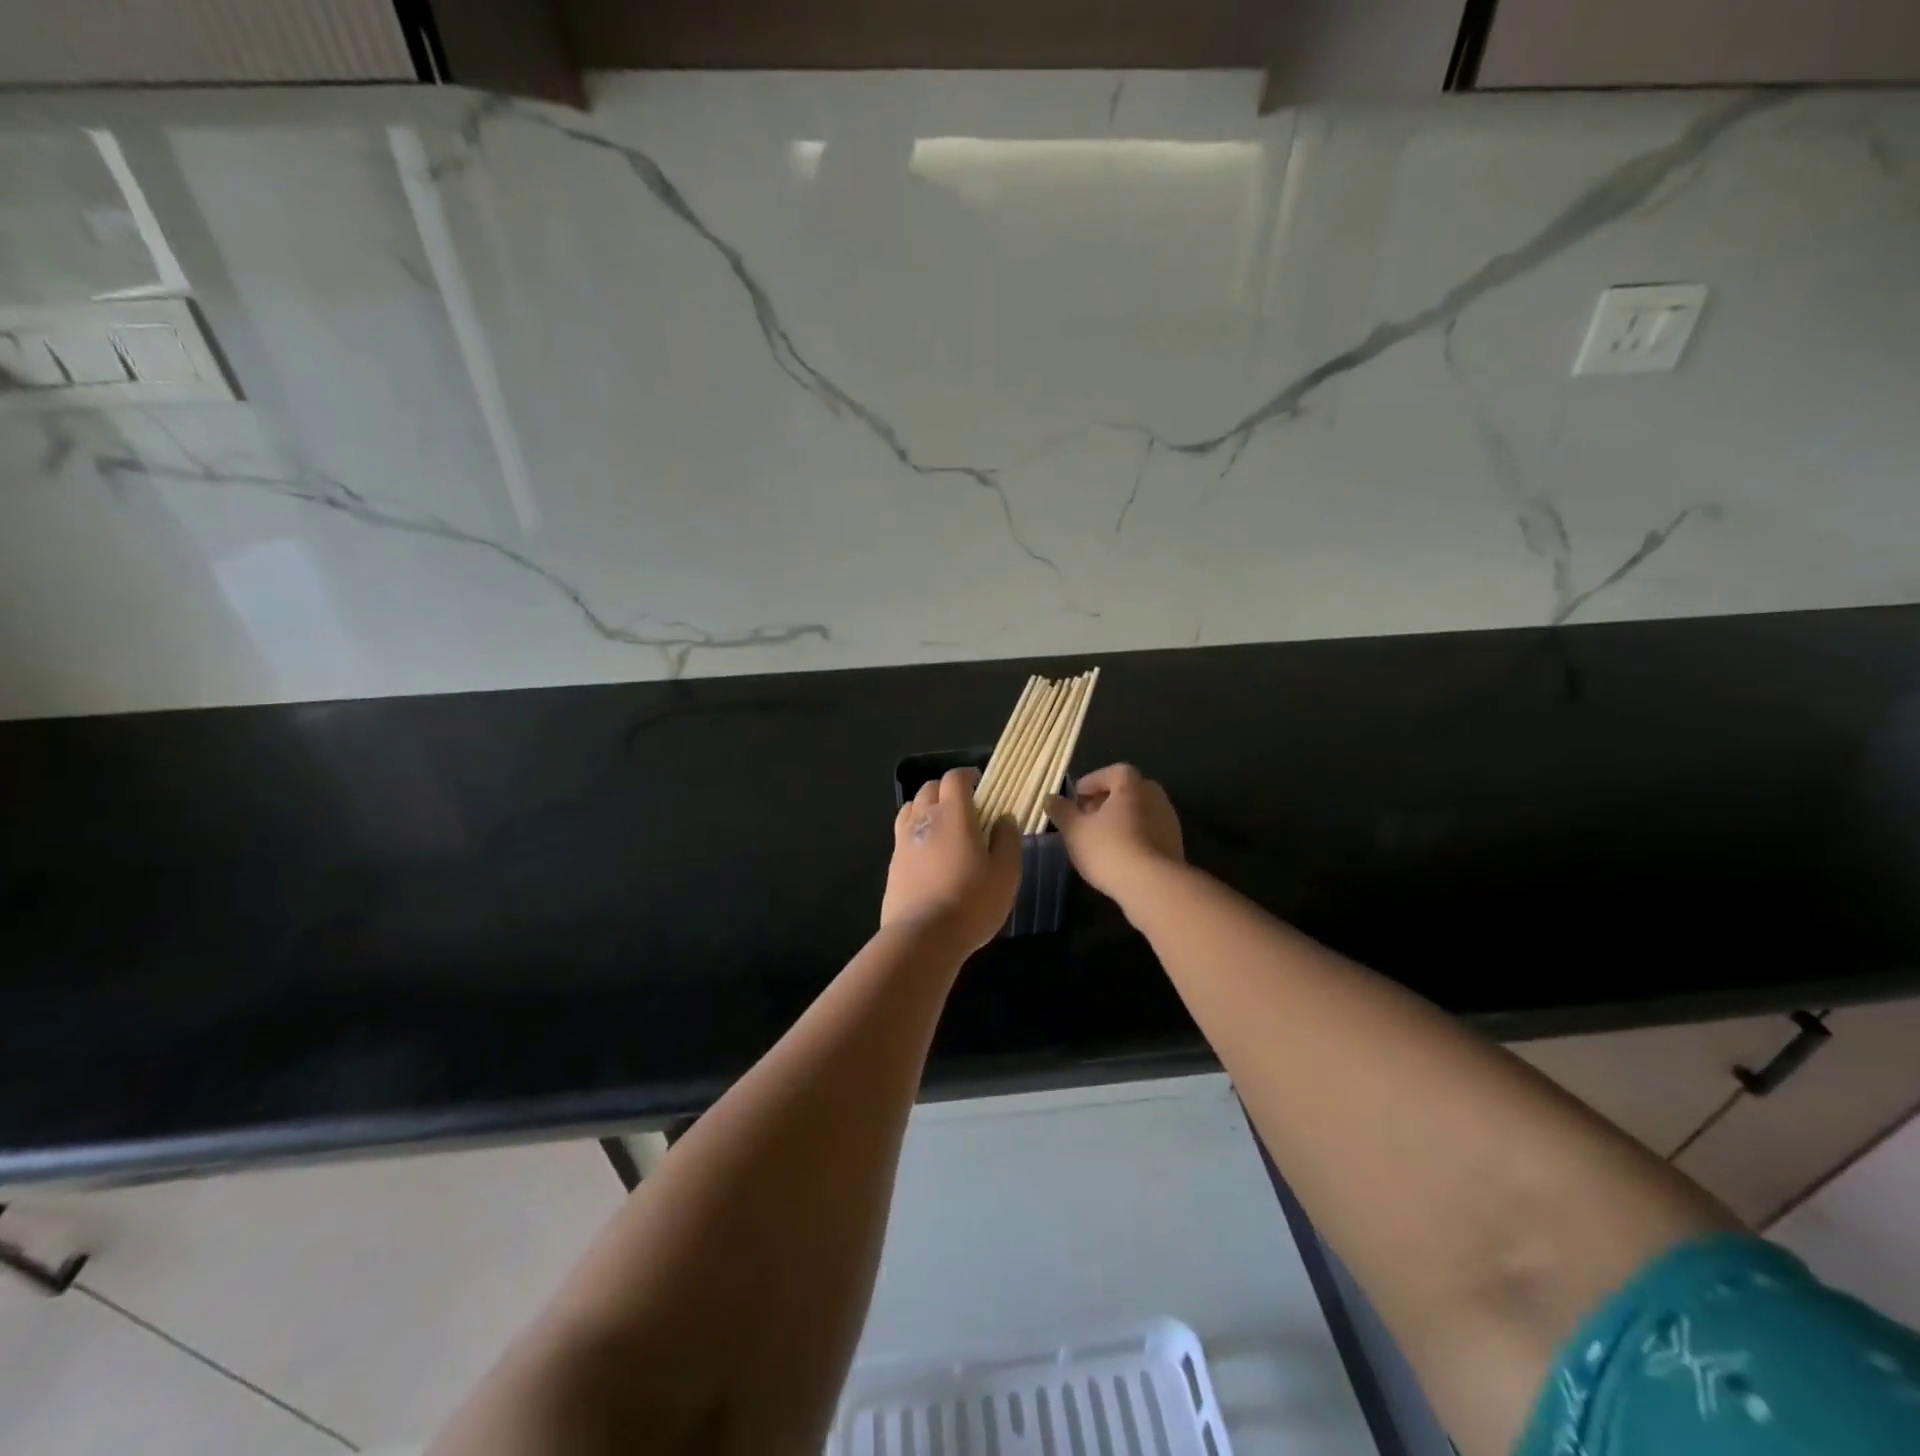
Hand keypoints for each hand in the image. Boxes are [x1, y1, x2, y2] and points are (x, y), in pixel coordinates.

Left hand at [882, 768, 1021, 950]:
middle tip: (966, 805)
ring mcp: (903, 840)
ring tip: (945, 825)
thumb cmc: (971, 901)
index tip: (981, 785)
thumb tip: (1005, 818)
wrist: (923, 937)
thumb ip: (1007, 839)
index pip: (955, 778)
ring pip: (911, 808)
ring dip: (928, 807)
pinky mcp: (893, 863)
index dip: (968, 776)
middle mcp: (923, 819)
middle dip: (947, 789)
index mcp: (953, 813)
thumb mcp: (1006, 872)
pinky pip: (903, 833)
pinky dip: (916, 831)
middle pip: (929, 788)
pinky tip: (929, 852)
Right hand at [1045, 763, 1183, 901]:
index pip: (1113, 771)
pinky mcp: (1175, 845)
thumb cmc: (1109, 849)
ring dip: (1120, 820)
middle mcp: (1155, 797)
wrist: (1152, 886)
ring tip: (1099, 839)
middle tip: (1086, 817)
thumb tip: (1051, 799)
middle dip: (1106, 801)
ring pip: (1139, 812)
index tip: (1076, 797)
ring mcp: (1169, 821)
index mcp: (1132, 786)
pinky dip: (1133, 836)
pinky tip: (1119, 855)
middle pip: (1128, 791)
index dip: (1093, 781)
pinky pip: (1149, 832)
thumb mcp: (1074, 830)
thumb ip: (1062, 812)